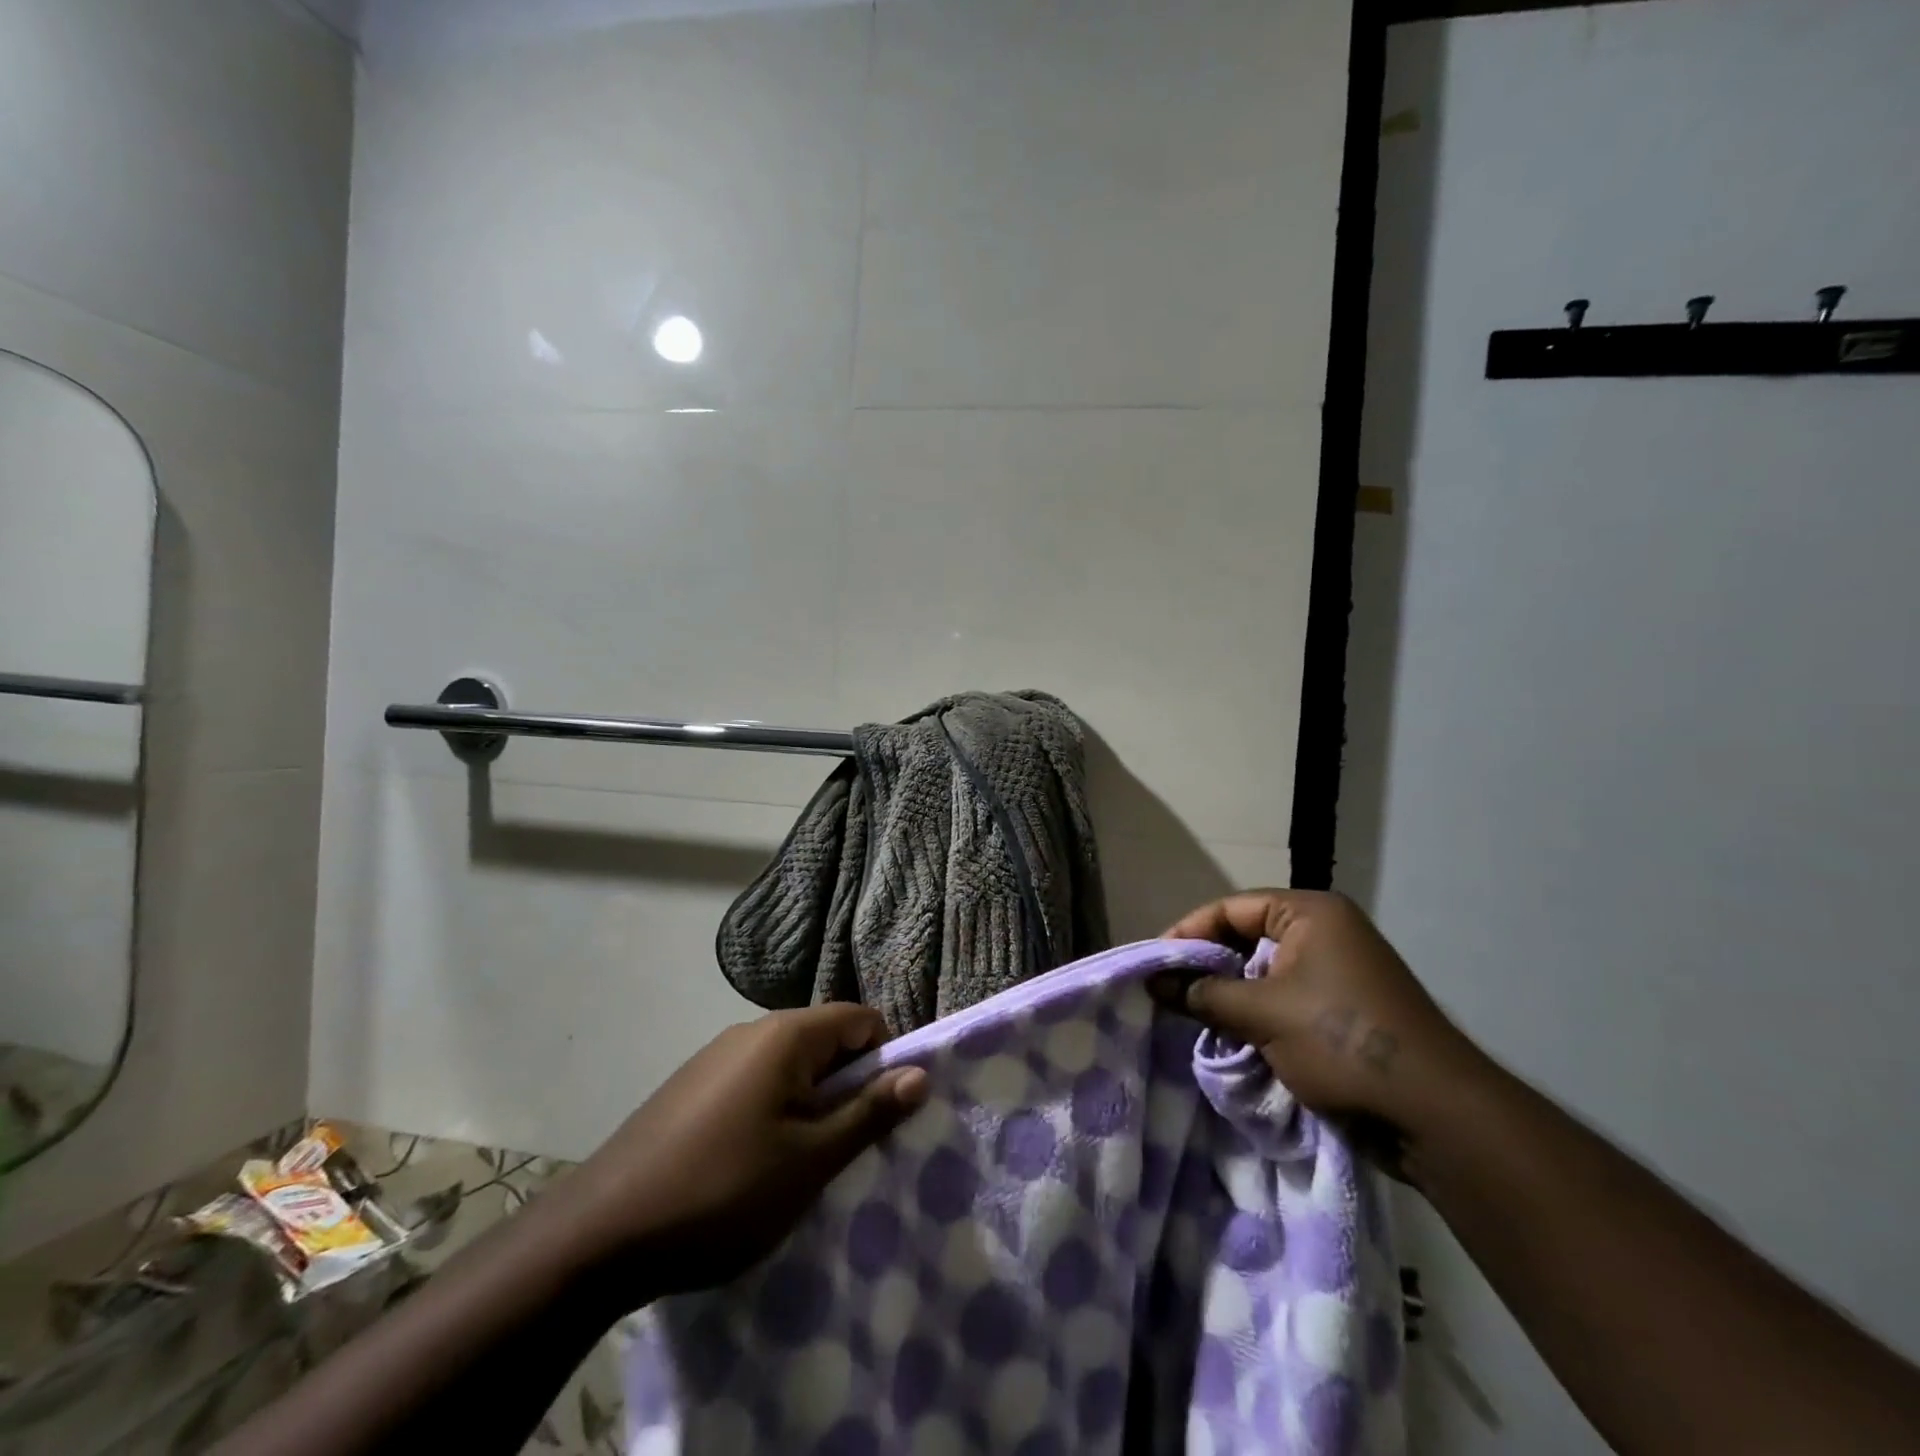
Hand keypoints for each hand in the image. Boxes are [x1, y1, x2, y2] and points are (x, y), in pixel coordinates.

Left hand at [557, 1005, 927, 1300]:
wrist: (598, 1234)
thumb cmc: (722, 1191)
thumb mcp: (810, 1160)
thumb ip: (869, 1112)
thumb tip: (920, 1073)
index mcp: (786, 1034)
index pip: (861, 1019)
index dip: (885, 1060)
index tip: (884, 1114)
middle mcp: (751, 1031)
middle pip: (826, 1041)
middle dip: (848, 1087)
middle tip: (846, 1149)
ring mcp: (715, 1058)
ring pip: (790, 1067)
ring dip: (811, 1106)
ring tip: (802, 1166)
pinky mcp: (691, 1087)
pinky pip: (755, 1084)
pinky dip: (774, 1113)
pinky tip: (753, 1167)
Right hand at [1155, 890, 1488, 1153]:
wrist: (1435, 1116)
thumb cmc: (1342, 1041)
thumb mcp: (1262, 1013)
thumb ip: (1203, 994)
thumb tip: (1154, 983)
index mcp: (1311, 913)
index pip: (1231, 908)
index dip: (1188, 933)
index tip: (1154, 964)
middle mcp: (1325, 933)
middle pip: (1246, 937)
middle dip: (1207, 965)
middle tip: (1167, 990)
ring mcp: (1337, 973)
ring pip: (1262, 973)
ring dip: (1229, 995)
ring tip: (1190, 1015)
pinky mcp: (1342, 1010)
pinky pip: (1283, 999)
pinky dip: (1254, 1014)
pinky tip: (1228, 1036)